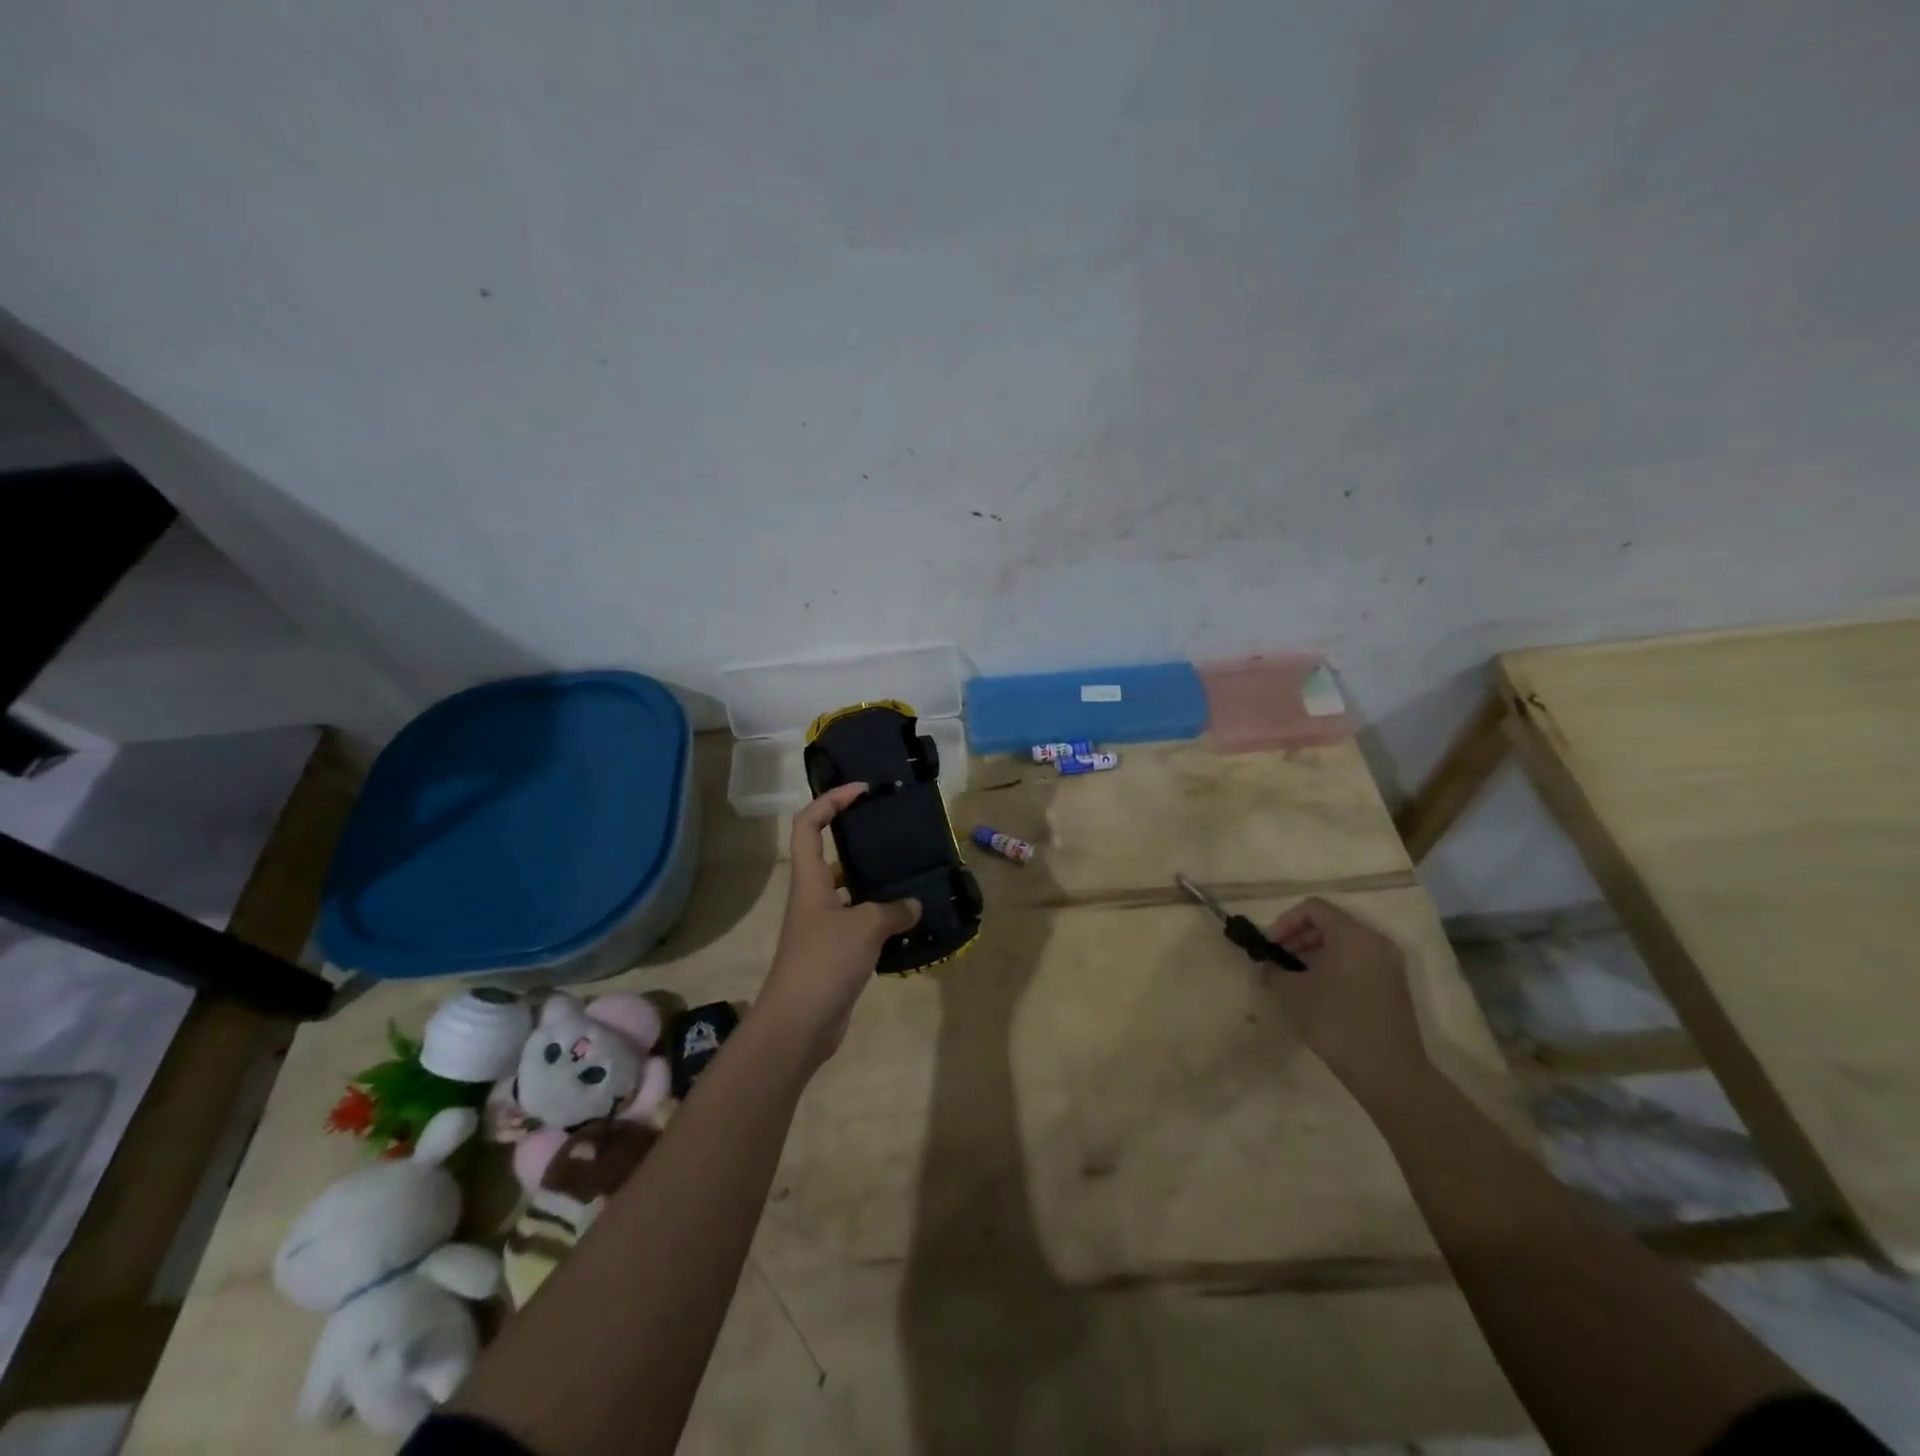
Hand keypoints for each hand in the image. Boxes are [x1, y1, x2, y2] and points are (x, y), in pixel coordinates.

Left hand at [759, 783, 921, 1067]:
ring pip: (847, 889)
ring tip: (907, 871)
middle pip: (828, 852)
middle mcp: (812, 897)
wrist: (798, 1025)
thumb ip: (893, 910)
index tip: (861, 791)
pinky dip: (880, 917)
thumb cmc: (824, 962)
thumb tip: (913, 906)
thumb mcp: (865, 927)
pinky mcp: (834, 952)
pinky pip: (859, 922)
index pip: (808, 824)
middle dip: (854, 835)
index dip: (830, 800)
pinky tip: (908, 919)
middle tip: (890, 829)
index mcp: (810, 880)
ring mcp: (822, 926)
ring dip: (873, 880)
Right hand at [1261, 897, 1429, 1104]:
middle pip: (1330, 923)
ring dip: (1315, 952)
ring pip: (1345, 943)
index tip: (1270, 946)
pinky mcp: (1394, 985)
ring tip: (1295, 977)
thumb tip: (1269, 966)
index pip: (1313, 908)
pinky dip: (1335, 966)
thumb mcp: (1292, 993)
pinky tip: (1319, 991)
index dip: (1285, 921)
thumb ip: (1273, 971)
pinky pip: (1358, 960)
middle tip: (1278, 960)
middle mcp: (1375, 941)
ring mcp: (1389, 964)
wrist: (1389, 1071)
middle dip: (1298, 936)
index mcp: (1352, 934)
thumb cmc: (1336, 1021)